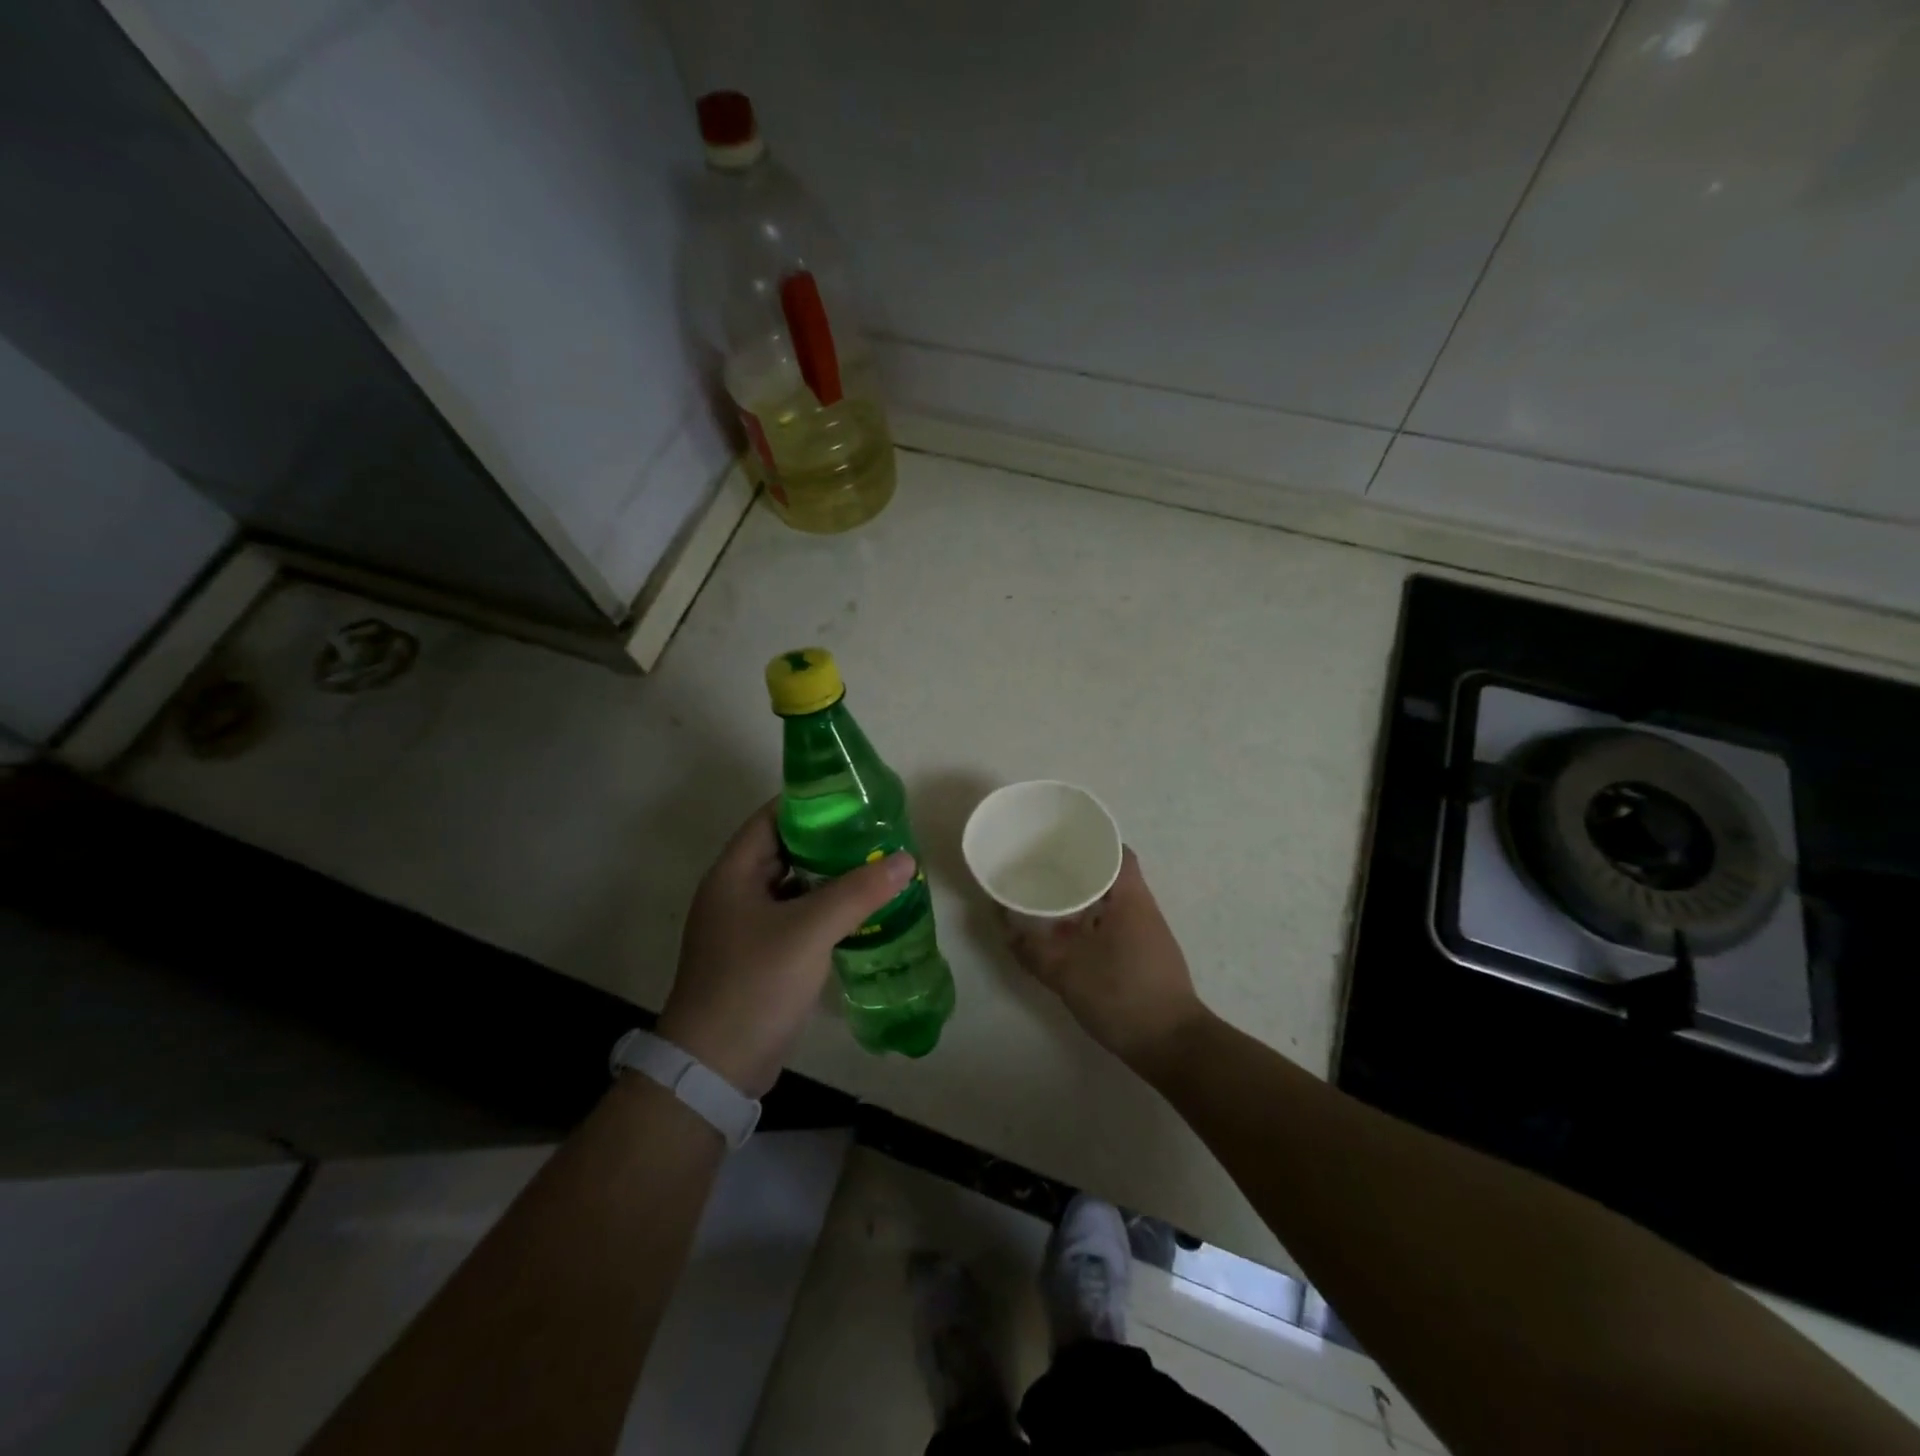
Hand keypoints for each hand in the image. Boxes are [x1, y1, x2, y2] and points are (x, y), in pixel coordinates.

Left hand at [658, 802, 914, 1096]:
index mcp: (734, 873)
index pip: (772, 817)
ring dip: (830, 876)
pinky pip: (797, 917)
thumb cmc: (755, 983)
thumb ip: (858, 892)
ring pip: (794, 885)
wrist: (716, 1066)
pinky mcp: (760, 955)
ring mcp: (746, 926)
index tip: (854, 798)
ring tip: (877, 865)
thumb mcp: (809, 931)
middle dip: (829, 840)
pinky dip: (825, 909)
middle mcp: (736, 892)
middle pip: (786, 849)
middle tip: (876, 833)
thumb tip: (906, 859)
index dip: (811, 802)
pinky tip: (860, 911)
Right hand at [1006, 847, 1210, 1073]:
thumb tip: (1007, 931)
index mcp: (1130, 899)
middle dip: (1080, 873)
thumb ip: (1033, 950)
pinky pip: (1115, 929)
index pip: (1118, 853)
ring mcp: (1148, 937)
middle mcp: (1143, 910)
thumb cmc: (1122, 994)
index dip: (1093, 842)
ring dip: (1085, 903)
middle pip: (1112, 878)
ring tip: (1050, 904)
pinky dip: (1092, 927)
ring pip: (1112, 906)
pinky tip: (1069, 941)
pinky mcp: (1146, 960)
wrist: (1172, 1045)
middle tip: (1045, 872)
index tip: (1063, 842)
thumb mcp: (1067, 971)